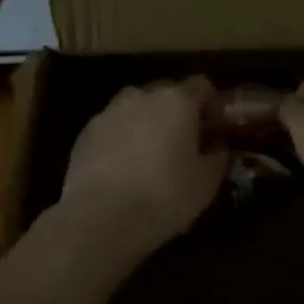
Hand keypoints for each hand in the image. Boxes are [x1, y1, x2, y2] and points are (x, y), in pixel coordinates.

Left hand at [59, 77, 227, 262]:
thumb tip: (217, 145)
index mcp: (177, 101)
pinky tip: (123, 170)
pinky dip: (122, 139)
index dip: (211, 104)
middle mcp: (142, 96)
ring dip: (148, 123)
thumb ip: (217, 156)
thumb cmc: (164, 195)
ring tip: (151, 156)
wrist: (100, 217)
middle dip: (178, 113)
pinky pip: (113, 127)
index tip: (215, 128)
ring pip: (136, 109)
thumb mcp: (206, 182)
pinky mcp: (86, 133)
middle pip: (167, 93)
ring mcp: (110, 112)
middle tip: (184, 143)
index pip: (201, 85)